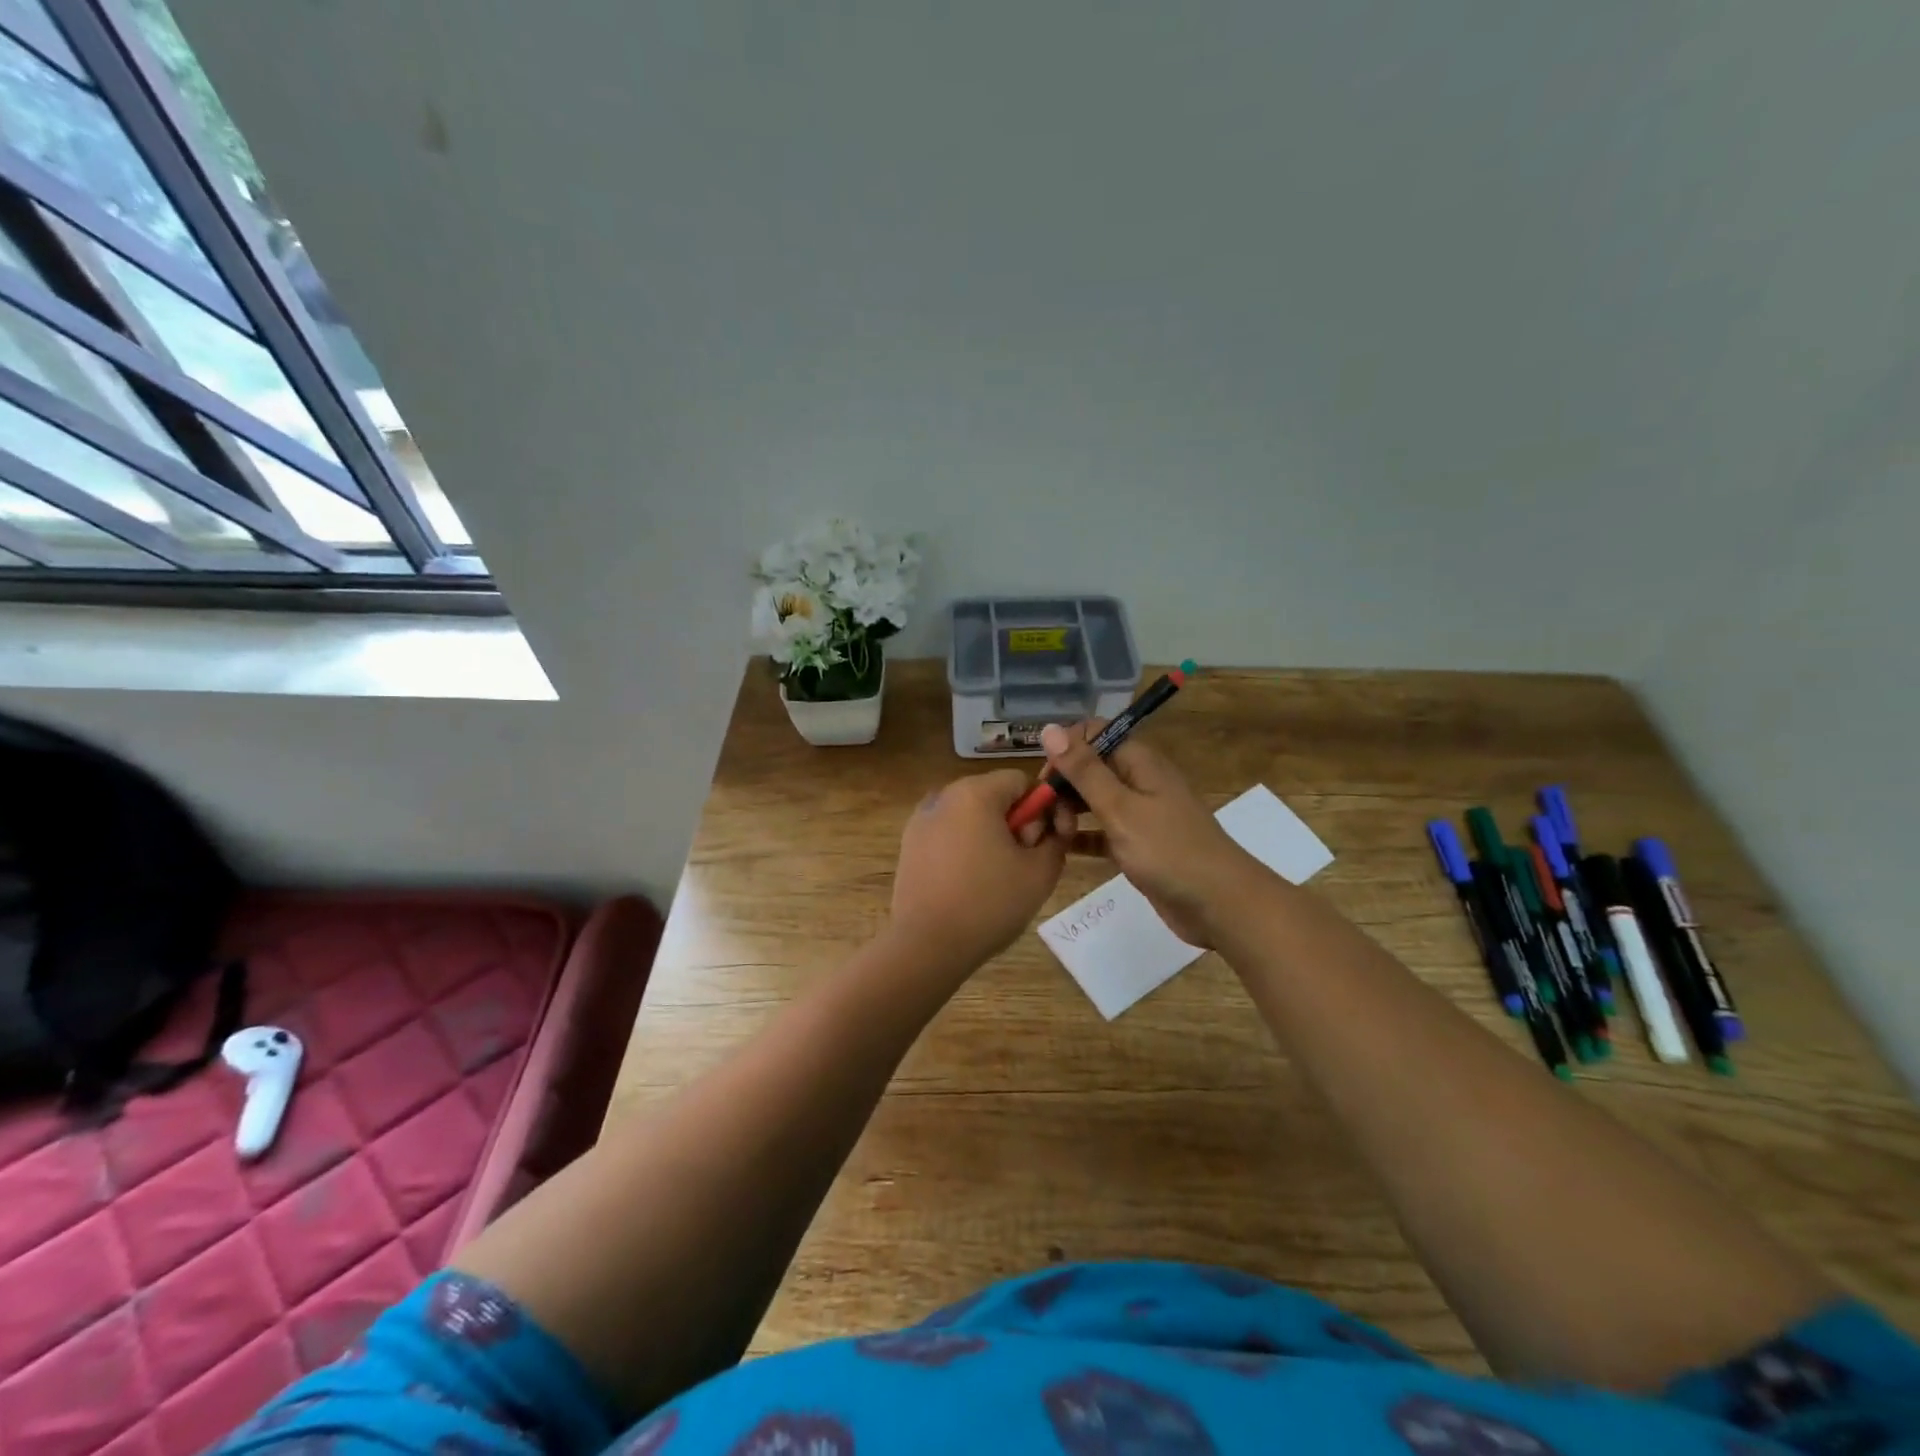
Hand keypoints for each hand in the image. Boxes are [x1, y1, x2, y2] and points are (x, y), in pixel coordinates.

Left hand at [889, 770, 1074, 970]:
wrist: (927, 945)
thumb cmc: (989, 903)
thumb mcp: (1041, 872)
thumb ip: (1057, 838)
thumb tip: (1053, 825)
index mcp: (975, 792)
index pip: (1021, 780)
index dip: (1041, 808)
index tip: (1042, 843)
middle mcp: (944, 795)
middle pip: (994, 795)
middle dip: (1015, 823)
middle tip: (1021, 864)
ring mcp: (921, 819)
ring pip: (970, 815)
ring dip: (990, 836)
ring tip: (995, 878)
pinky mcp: (909, 843)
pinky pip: (948, 833)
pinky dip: (964, 847)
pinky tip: (968, 883)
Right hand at [1038, 721, 1262, 946]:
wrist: (1220, 904)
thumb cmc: (1169, 850)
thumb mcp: (1120, 808)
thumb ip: (1084, 770)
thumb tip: (1050, 728)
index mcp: (1139, 762)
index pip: (1093, 735)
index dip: (1065, 751)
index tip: (1044, 781)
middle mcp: (1139, 781)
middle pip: (1089, 768)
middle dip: (1062, 786)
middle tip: (1044, 816)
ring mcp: (1139, 814)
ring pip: (1093, 801)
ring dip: (1068, 811)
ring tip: (1051, 835)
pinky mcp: (1137, 844)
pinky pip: (1101, 831)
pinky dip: (1082, 836)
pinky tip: (1060, 850)